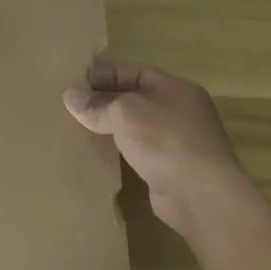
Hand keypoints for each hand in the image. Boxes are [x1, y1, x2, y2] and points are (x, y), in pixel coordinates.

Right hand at [63, 63, 246, 236]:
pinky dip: (124, 150)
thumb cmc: (164, 140)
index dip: (106, 75)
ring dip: (115, 127)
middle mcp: (183, 112)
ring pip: (140, 127)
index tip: (77, 82)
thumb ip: (96, 105)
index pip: (136, 73)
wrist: (201, 196)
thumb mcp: (123, 113)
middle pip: (138, 99)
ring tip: (83, 127)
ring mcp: (181, 142)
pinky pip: (143, 152)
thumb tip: (70, 97)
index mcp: (176, 89)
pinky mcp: (175, 170)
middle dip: (107, 101)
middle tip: (76, 105)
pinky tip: (102, 154)